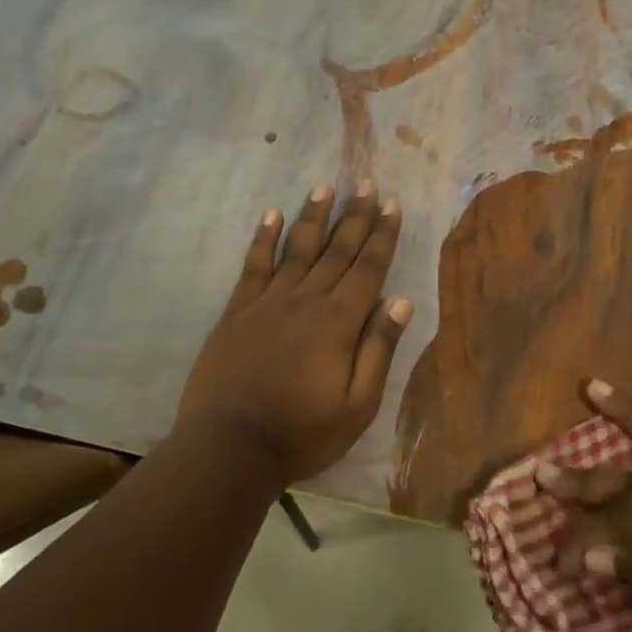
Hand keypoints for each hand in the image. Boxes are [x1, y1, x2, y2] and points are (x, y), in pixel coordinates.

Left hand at [177, 185, 411, 485]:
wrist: (230, 446)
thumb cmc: (302, 433)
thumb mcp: (357, 405)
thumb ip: (379, 349)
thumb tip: (401, 300)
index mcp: (340, 321)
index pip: (369, 268)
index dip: (383, 235)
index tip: (392, 205)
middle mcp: (306, 299)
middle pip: (337, 250)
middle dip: (355, 216)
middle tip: (367, 184)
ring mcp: (269, 301)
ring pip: (297, 248)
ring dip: (313, 216)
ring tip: (325, 187)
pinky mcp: (238, 310)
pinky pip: (254, 264)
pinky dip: (264, 238)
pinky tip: (272, 214)